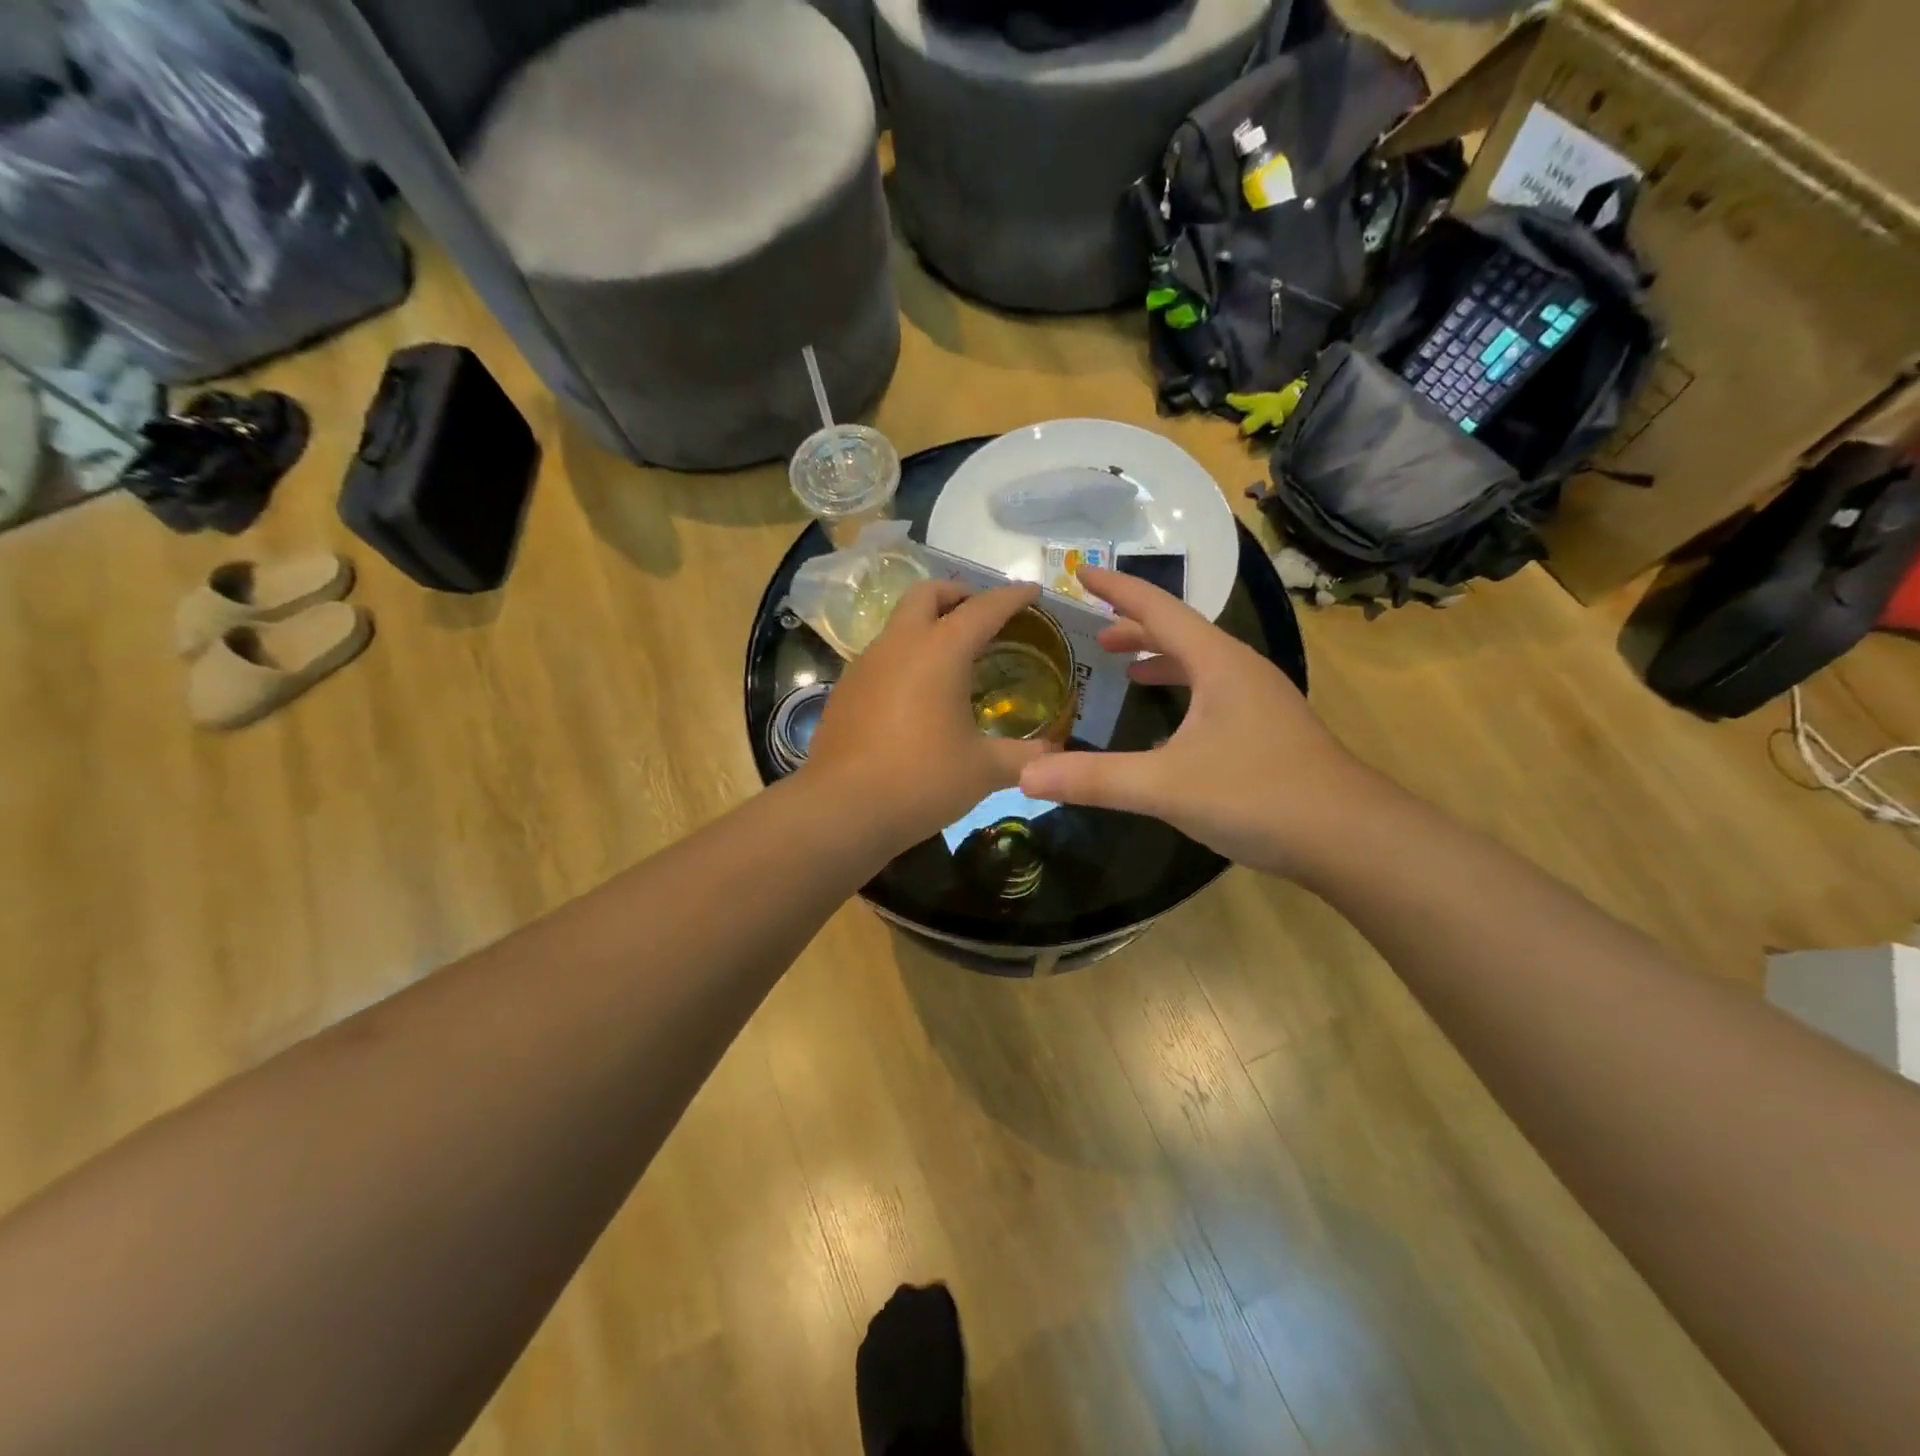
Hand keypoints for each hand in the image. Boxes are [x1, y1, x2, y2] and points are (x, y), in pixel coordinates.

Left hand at [803, 581, 1057, 853]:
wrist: (841, 810)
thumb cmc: (921, 780)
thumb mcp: (984, 770)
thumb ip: (1025, 757)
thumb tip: (1053, 756)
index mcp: (939, 651)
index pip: (983, 608)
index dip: (1012, 597)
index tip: (1033, 591)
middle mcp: (899, 644)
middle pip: (928, 594)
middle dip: (959, 594)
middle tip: (983, 616)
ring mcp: (865, 665)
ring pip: (899, 623)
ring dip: (928, 625)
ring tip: (954, 658)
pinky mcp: (845, 690)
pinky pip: (882, 656)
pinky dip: (906, 657)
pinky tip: (918, 695)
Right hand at [1018, 567, 1385, 879]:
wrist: (1351, 838)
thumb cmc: (1259, 795)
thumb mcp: (1167, 786)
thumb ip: (1095, 779)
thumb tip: (1026, 776)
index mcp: (1219, 663)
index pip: (1159, 610)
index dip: (1117, 590)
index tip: (1081, 571)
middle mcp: (1241, 671)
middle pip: (1180, 634)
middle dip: (1135, 628)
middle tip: (1095, 633)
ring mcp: (1260, 701)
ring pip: (1200, 665)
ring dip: (1159, 660)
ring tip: (1124, 669)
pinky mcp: (1268, 732)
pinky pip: (1213, 695)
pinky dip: (1181, 693)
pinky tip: (1166, 727)